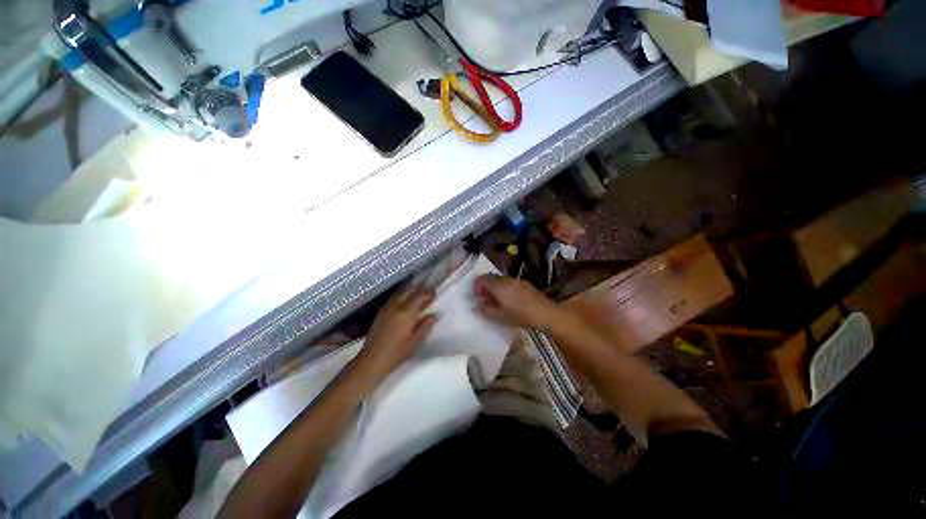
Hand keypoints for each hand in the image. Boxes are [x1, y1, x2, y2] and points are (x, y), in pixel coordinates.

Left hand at [355, 288, 438, 378]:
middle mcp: (396, 306)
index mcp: (406, 313)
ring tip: (418, 296)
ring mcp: (387, 308)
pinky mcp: (381, 312)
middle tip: (428, 294)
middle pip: (409, 290)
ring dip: (410, 291)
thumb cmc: (396, 353)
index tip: (435, 294)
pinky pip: (393, 298)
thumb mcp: (415, 341)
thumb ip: (426, 326)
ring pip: (400, 292)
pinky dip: (402, 295)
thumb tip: (435, 315)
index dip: (428, 293)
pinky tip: (405, 303)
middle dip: (419, 290)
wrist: (371, 360)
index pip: (419, 296)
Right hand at [473, 274, 560, 329]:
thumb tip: (476, 307)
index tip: (477, 296)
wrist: (543, 312)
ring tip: (496, 300)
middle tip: (484, 298)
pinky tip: (509, 299)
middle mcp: (506, 279)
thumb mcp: (500, 316)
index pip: (482, 279)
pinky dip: (504, 288)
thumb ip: (486, 311)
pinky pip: (510, 282)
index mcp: (498, 286)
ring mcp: (516, 280)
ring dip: (495, 287)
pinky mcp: (524, 283)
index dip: (477, 286)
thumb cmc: (519, 315)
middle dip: (485, 286)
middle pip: (491, 277)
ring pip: (501, 280)